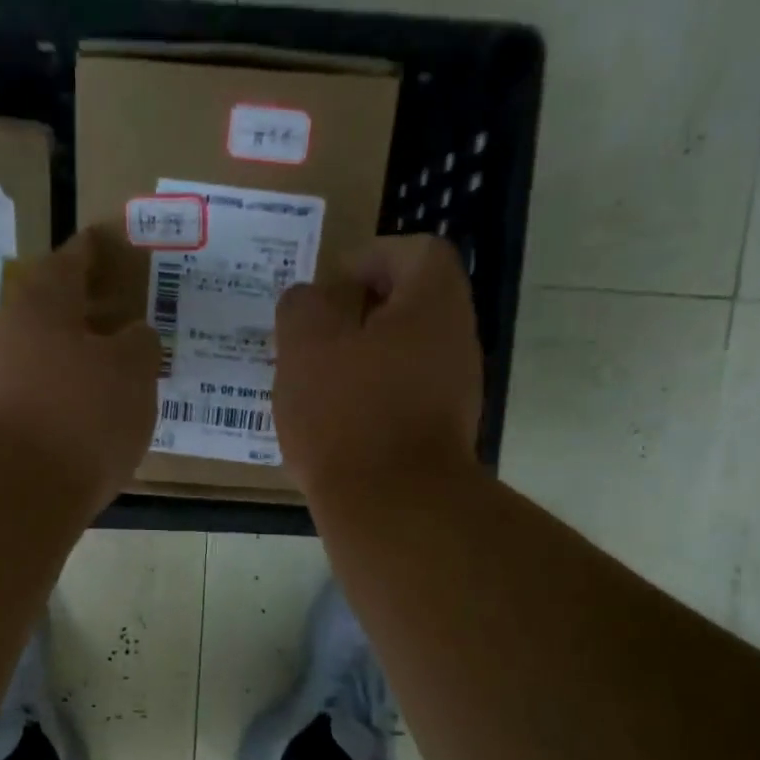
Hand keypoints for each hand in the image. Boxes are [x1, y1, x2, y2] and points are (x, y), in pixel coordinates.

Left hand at [0, 231, 161, 507]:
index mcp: (41, 305)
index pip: (71, 262)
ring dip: (70, 359)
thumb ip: (138, 345)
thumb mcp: (132, 375)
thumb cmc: (79, 417)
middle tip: (119, 318)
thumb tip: (132, 335)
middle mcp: (5, 332)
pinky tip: (80, 418)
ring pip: (37, 356)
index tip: (106, 241)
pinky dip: (57, 398)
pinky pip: (30, 396)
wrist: (9, 494)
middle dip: (83, 312)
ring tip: (108, 375)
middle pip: (48, 310)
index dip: (93, 252)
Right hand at [274, 235, 482, 495]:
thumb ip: (303, 305)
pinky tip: (334, 422)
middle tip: (314, 335)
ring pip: (403, 355)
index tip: (330, 288)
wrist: (393, 506)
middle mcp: (456, 341)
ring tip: (315, 381)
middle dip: (358, 314)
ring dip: (361, 359)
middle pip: (411, 306)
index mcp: (433, 305)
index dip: (371, 257)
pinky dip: (370, 398)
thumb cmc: (347, 413)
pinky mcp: (440, 435)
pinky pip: (402, 398)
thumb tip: (312, 300)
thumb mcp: (306, 344)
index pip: (417, 253)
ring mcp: (454, 392)